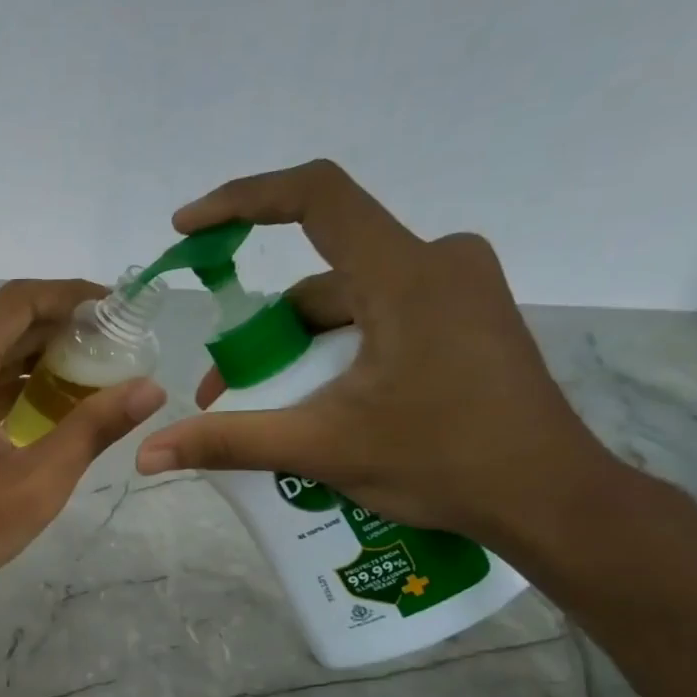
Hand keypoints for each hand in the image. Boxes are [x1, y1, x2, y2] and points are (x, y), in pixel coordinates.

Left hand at [0, 280, 166, 606]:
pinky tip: (53, 402)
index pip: (19, 301)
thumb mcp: (38, 479)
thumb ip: (94, 427)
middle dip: (61, 330)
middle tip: (118, 345)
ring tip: (97, 372)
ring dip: (38, 358)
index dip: (73, 297)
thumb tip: (152, 387)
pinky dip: (12, 384)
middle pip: (4, 323)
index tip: (120, 308)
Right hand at [133, 160, 621, 544]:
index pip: (315, 197)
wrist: (549, 498)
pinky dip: (337, 354)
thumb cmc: (442, 462)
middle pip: (321, 278)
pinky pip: (380, 319)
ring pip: (348, 305)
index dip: (242, 201)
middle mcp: (438, 261)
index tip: (189, 229)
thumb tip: (147, 454)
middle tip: (226, 396)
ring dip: (298, 353)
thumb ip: (230, 442)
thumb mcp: (322, 448)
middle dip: (264, 335)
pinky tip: (322, 406)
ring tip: (269, 416)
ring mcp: (458, 290)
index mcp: (406, 274)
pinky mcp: (466, 319)